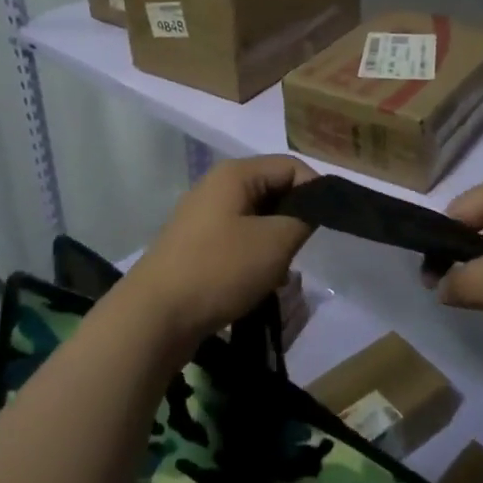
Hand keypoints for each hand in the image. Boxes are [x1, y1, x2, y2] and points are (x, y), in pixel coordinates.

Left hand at [128, 155, 318, 344]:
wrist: (155, 316)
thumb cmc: (220, 269)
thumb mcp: (275, 243)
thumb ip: (304, 218)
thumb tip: (312, 209)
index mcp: (235, 173)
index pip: (291, 166)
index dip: (315, 191)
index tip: (327, 226)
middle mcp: (217, 186)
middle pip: (273, 189)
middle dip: (294, 219)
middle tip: (302, 251)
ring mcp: (203, 216)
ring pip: (257, 218)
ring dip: (275, 242)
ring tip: (281, 272)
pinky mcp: (195, 244)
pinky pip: (238, 239)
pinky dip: (254, 255)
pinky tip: (259, 283)